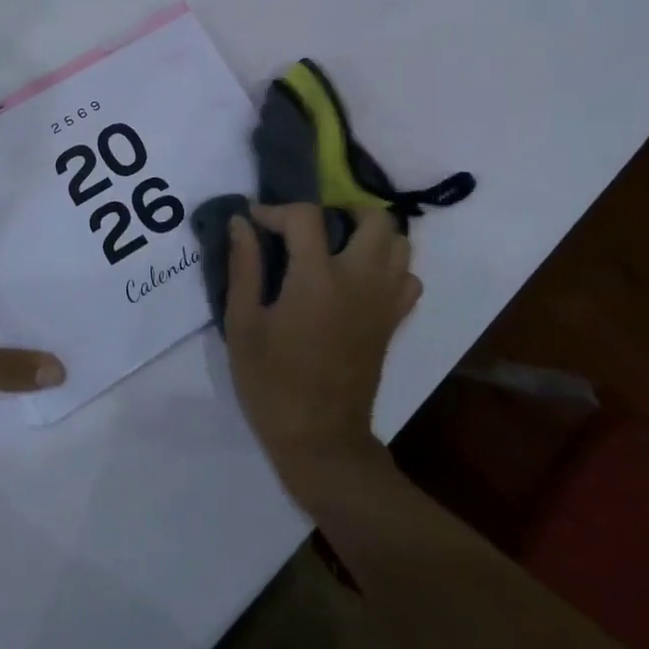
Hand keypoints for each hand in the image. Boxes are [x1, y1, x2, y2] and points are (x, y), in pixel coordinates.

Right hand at [223, 205, 420, 494]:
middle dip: (342, 209)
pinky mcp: (393, 323)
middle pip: (375, 218)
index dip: (276, 210)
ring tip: (337, 246)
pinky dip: (389, 267)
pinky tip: (359, 279)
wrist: (320, 439)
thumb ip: (244, 267)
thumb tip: (241, 221)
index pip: (306, 216)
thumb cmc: (272, 382)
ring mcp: (384, 302)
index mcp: (317, 279)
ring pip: (399, 244)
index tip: (256, 220)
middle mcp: (360, 281)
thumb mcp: (243, 324)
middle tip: (311, 226)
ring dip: (370, 234)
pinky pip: (407, 279)